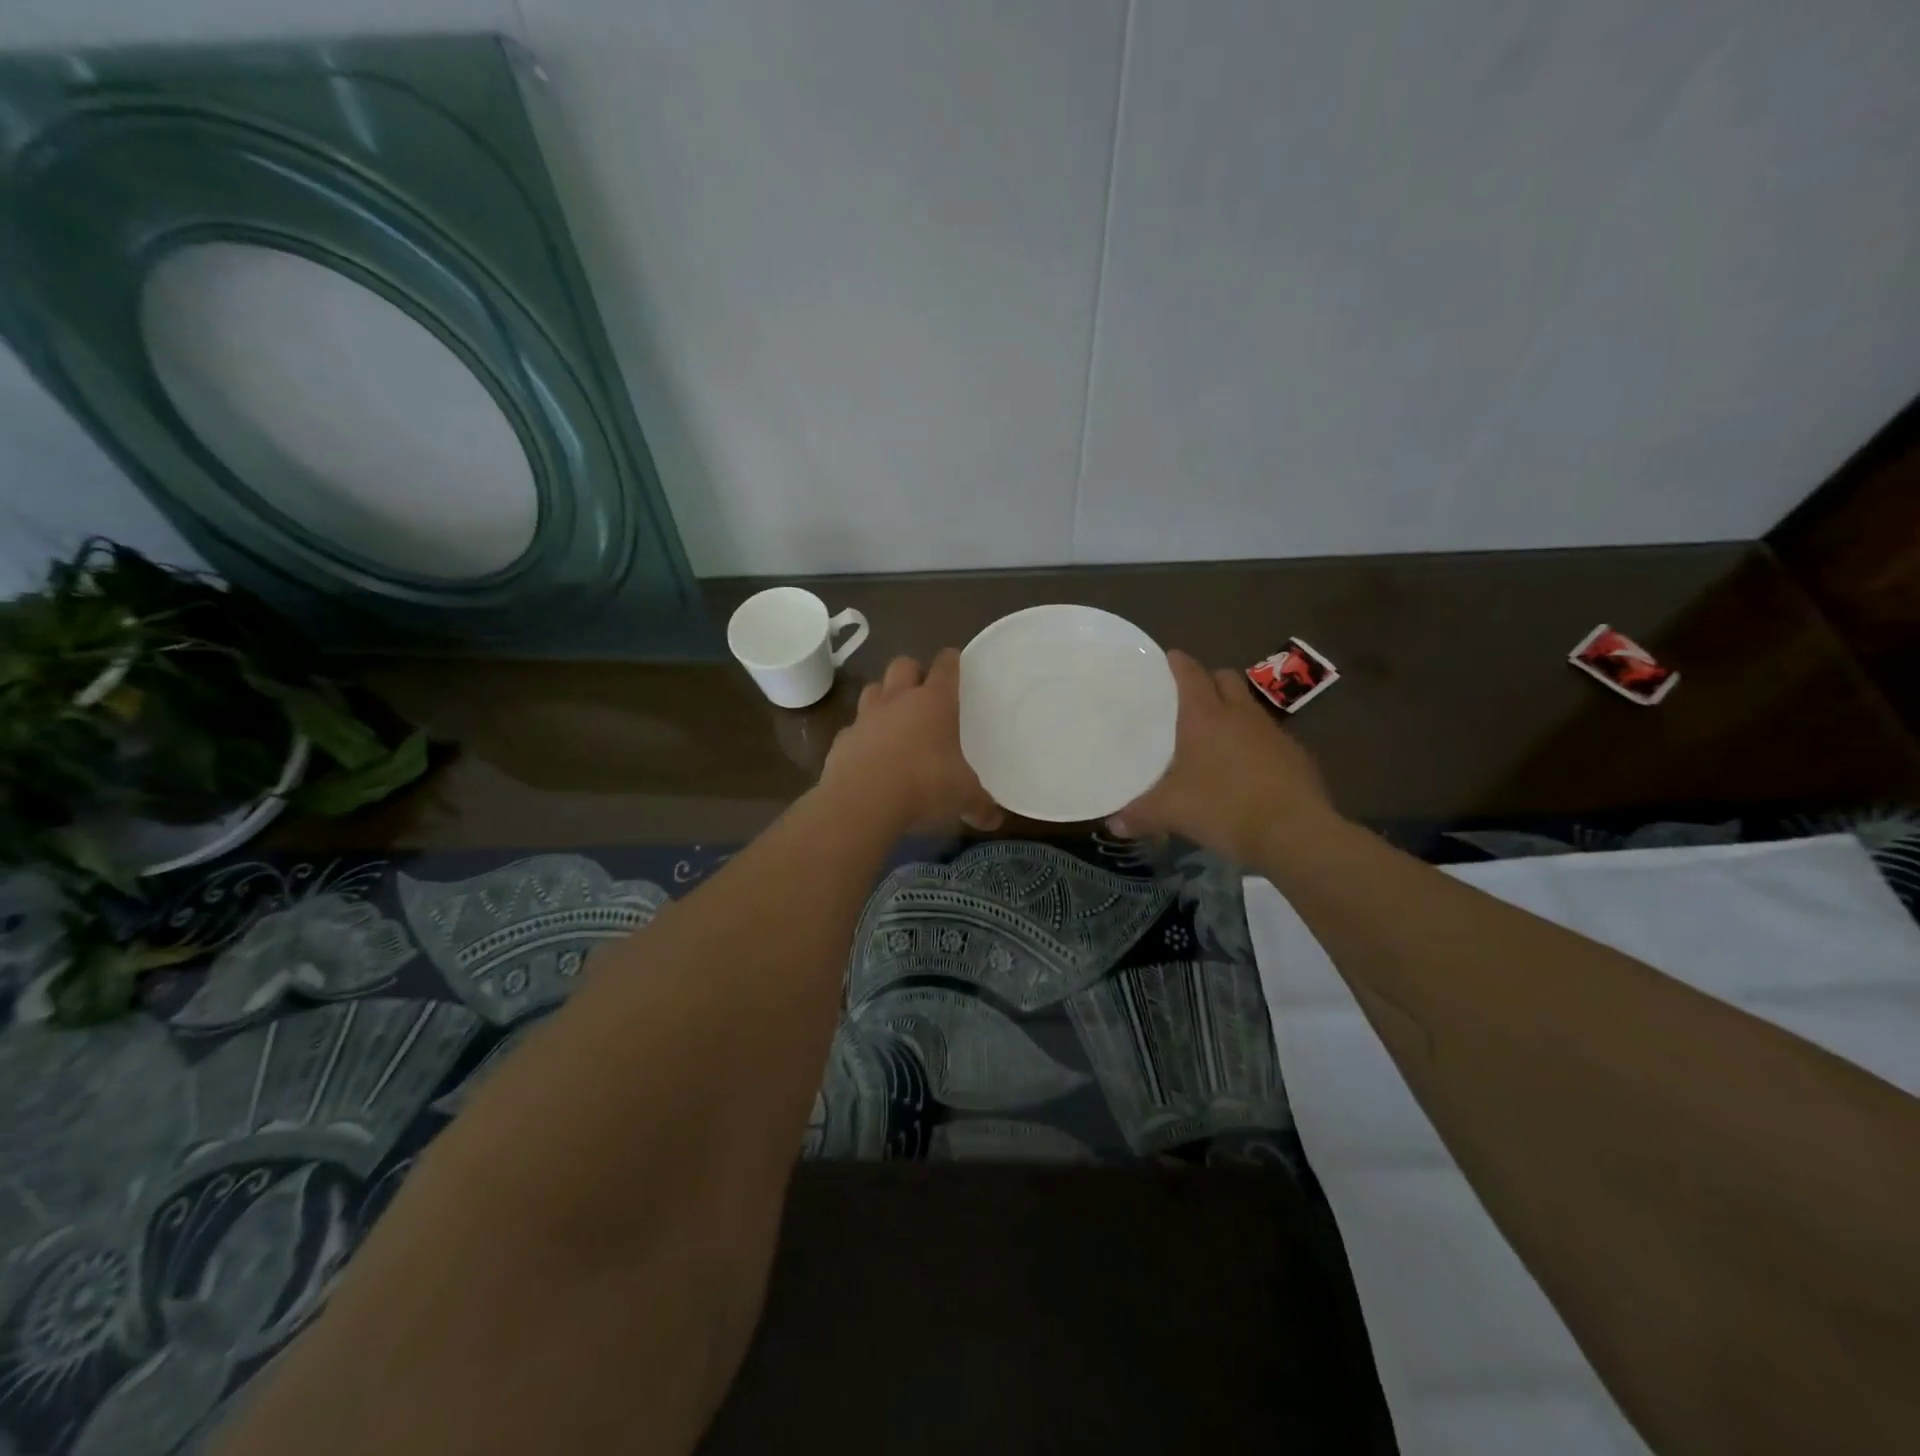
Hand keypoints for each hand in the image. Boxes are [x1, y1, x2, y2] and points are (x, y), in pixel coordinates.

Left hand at [819, 651, 1004, 833]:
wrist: (862, 803)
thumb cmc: (924, 787)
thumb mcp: (963, 797)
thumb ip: (980, 804)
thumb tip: (994, 819)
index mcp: (934, 702)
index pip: (945, 666)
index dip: (951, 661)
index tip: (955, 663)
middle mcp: (898, 700)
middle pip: (903, 665)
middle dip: (913, 672)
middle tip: (923, 692)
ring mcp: (865, 718)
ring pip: (872, 690)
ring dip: (883, 698)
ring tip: (894, 719)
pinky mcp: (841, 741)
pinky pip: (852, 729)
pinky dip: (861, 736)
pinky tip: (868, 756)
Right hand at [1108, 649, 1336, 861]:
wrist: (1294, 832)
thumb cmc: (1223, 808)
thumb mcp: (1171, 812)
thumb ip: (1139, 814)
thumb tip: (1113, 824)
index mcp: (1204, 716)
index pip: (1190, 673)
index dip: (1178, 663)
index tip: (1169, 658)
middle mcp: (1240, 714)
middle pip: (1224, 678)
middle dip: (1208, 681)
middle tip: (1191, 699)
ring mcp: (1273, 731)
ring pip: (1249, 706)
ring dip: (1233, 711)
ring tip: (1216, 736)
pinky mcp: (1297, 754)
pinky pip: (1270, 736)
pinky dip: (1256, 742)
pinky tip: (1246, 768)